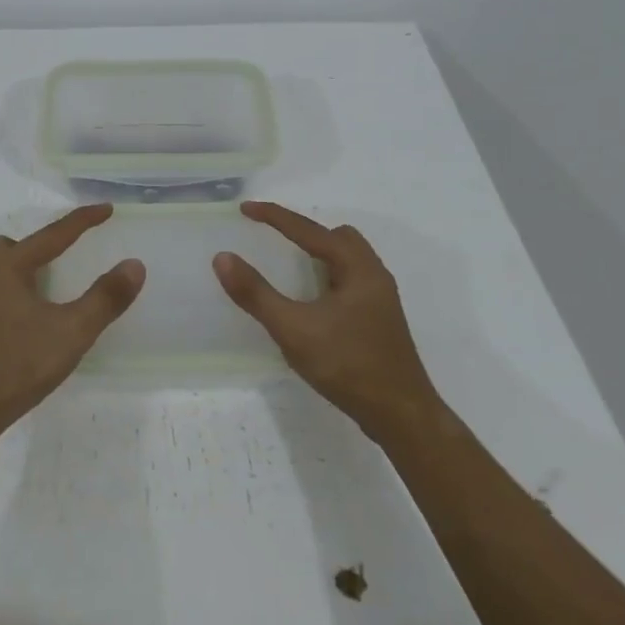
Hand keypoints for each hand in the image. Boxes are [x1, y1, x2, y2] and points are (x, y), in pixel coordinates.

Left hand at [0, 204, 144, 440]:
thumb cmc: (18, 364)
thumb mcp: (71, 332)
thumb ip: (105, 298)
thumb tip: (134, 265)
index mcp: (8, 269)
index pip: (52, 235)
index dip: (82, 221)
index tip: (107, 209)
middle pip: (13, 246)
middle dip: (42, 245)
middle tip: (67, 256)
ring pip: (1, 270)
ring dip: (28, 270)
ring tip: (54, 287)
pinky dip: (19, 292)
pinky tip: (34, 318)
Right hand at [213, 201, 440, 439]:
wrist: (401, 415)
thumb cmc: (348, 366)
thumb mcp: (294, 329)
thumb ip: (256, 294)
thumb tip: (223, 258)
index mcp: (357, 269)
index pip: (310, 231)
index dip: (275, 217)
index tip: (245, 209)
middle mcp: (373, 275)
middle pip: (338, 237)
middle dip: (304, 233)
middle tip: (273, 240)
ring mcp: (380, 300)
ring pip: (348, 260)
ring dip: (318, 255)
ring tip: (290, 267)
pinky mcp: (379, 320)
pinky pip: (350, 281)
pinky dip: (327, 277)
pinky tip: (312, 303)